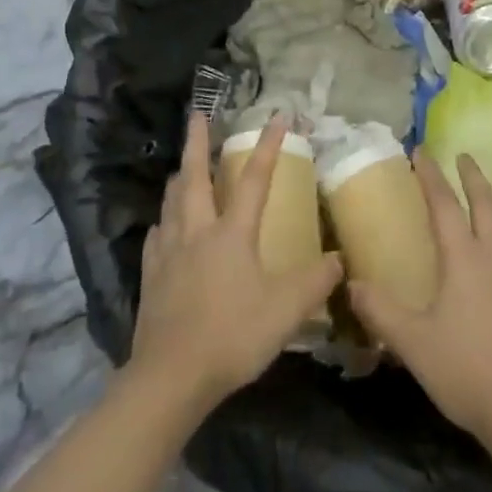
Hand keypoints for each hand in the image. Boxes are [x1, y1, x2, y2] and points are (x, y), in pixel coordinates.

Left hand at [130, 113, 342, 413]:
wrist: (170, 377)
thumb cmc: (232, 335)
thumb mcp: (285, 310)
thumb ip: (315, 282)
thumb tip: (341, 259)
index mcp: (232, 233)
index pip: (255, 179)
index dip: (268, 145)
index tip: (278, 116)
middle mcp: (197, 232)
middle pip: (195, 177)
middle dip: (197, 142)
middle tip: (196, 114)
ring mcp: (168, 253)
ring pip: (171, 202)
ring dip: (178, 178)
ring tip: (180, 167)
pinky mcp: (151, 277)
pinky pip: (155, 238)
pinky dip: (162, 223)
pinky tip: (161, 227)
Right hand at [348, 154, 491, 447]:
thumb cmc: (466, 371)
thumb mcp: (412, 342)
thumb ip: (381, 311)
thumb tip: (350, 284)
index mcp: (464, 258)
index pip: (444, 205)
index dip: (431, 176)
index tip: (421, 151)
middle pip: (487, 205)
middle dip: (474, 178)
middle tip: (465, 157)